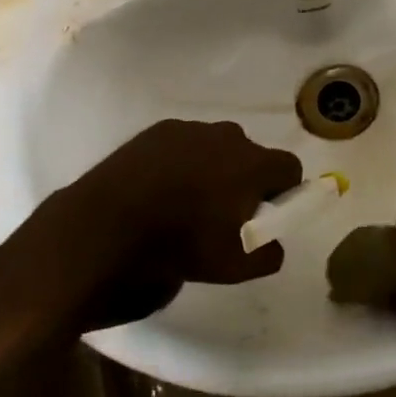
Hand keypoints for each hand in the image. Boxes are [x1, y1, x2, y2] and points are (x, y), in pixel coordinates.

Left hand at [1, 119, 301, 330]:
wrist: (106, 226)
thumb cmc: (180, 245)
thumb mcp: (234, 268)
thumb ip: (268, 255)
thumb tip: (273, 244)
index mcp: (254, 163)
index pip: (289, 168)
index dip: (284, 192)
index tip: (266, 213)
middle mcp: (229, 136)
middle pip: (252, 155)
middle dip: (245, 179)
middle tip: (225, 213)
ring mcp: (191, 129)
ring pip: (216, 147)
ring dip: (212, 168)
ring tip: (186, 202)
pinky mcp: (158, 130)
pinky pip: (183, 144)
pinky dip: (179, 162)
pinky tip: (159, 190)